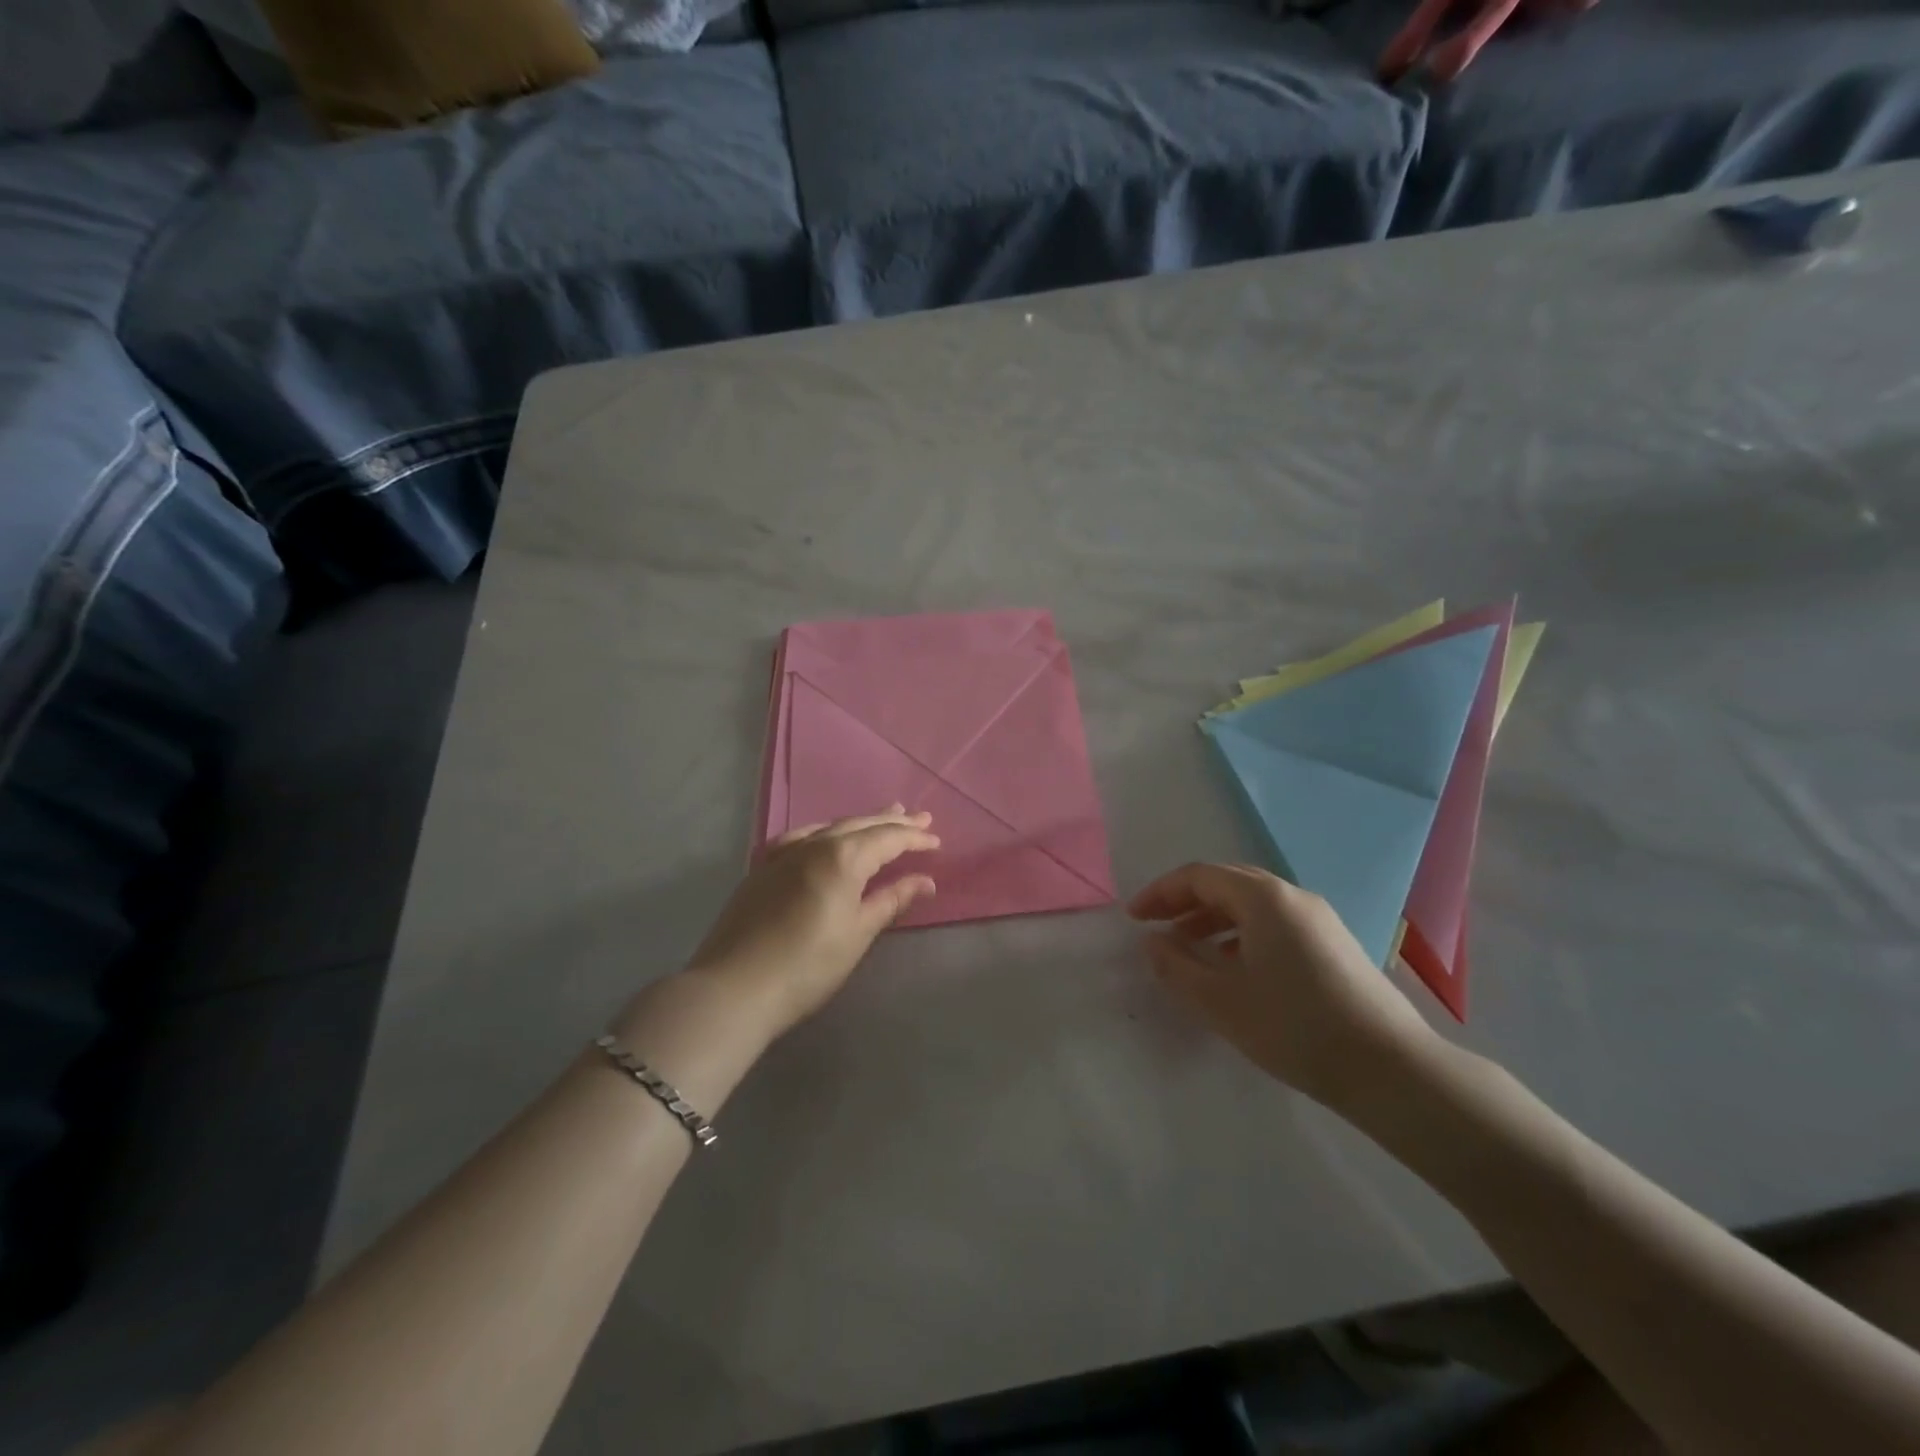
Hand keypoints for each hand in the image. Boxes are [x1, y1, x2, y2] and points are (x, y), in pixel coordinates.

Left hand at [685, 807, 938, 1038]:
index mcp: (843, 858)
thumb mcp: (858, 934)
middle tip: (919, 818)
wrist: (735, 987)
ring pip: (831, 826)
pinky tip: (825, 835)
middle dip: (892, 822)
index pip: (887, 839)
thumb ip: (891, 900)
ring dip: (861, 822)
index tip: (936, 841)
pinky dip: (824, 831)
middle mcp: (814, 844)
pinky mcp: (763, 867)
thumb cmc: (808, 966)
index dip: (914, 839)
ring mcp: (784, 853)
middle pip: (860, 825)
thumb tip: (925, 881)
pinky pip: (801, 836)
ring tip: (883, 816)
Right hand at [1129, 863, 1441, 1112]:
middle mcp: (1293, 897)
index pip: (1199, 877)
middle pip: (1227, 884)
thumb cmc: (1295, 1028)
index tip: (1134, 918)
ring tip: (1189, 951)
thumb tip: (1153, 942)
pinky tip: (1235, 969)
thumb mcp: (1221, 1001)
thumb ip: (1176, 967)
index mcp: (1264, 898)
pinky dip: (1243, 934)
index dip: (1161, 893)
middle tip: (1157, 929)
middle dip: (1186, 903)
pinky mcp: (1335, 945)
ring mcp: (1319, 920)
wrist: (1391, 1069)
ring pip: (1253, 905)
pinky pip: (1275, 924)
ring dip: (1214, 920)